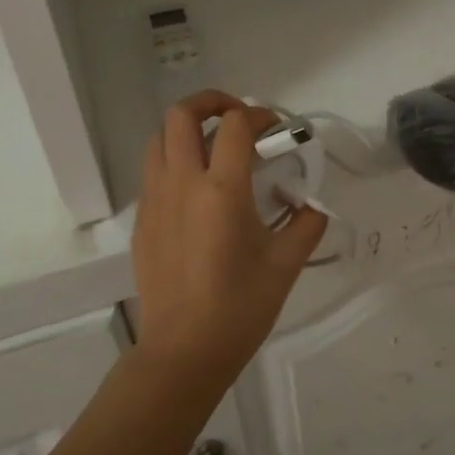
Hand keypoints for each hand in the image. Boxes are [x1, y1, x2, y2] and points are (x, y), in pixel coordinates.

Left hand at [130, 91, 328, 388]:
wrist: (183, 352)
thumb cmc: (240, 307)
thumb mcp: (286, 264)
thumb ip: (306, 224)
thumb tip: (312, 205)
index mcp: (222, 190)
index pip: (235, 125)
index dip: (258, 115)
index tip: (276, 128)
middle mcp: (182, 184)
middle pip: (181, 114)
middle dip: (211, 102)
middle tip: (237, 118)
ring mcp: (155, 201)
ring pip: (158, 139)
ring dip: (186, 130)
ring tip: (213, 147)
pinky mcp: (142, 222)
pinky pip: (153, 173)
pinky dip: (174, 162)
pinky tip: (197, 191)